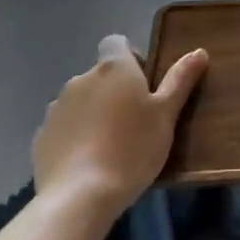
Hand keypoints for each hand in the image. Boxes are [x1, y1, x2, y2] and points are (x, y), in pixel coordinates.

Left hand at [32, 35, 206, 217]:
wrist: (79, 197)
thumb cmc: (132, 148)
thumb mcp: (166, 114)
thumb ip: (180, 80)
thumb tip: (199, 51)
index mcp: (113, 68)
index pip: (116, 43)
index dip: (131, 58)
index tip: (144, 84)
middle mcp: (81, 79)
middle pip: (100, 75)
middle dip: (115, 91)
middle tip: (135, 121)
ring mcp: (56, 108)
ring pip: (81, 101)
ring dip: (94, 113)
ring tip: (111, 145)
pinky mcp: (40, 137)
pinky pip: (64, 127)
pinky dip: (75, 136)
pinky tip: (88, 162)